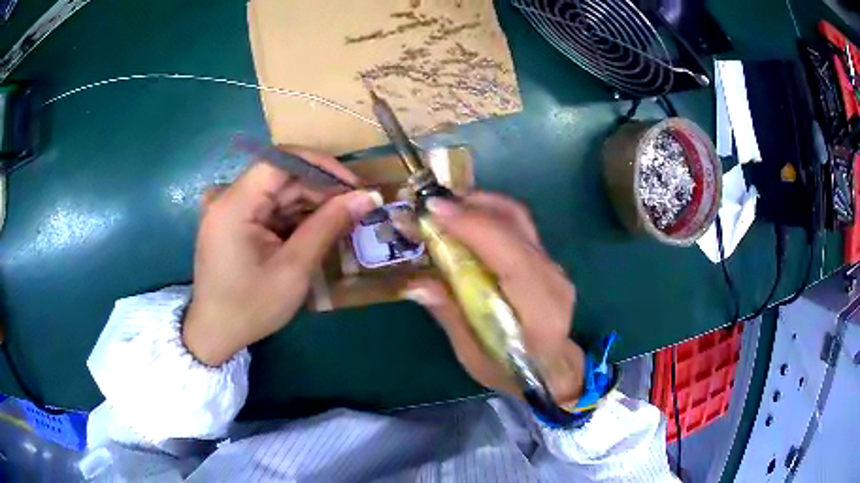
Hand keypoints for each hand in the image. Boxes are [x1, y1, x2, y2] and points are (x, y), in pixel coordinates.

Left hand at [183, 147, 381, 365]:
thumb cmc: (251, 307)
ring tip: (341, 223)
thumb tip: (368, 196)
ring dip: (310, 205)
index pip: (281, 160)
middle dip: (320, 191)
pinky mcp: (231, 219)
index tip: (354, 185)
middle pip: (281, 176)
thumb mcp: (294, 269)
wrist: (215, 333)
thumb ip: (328, 226)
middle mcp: (226, 196)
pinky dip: (293, 217)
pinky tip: (315, 232)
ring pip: (277, 192)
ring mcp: (227, 207)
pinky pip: (268, 207)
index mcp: (233, 203)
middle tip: (355, 210)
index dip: (322, 166)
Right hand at [405, 193, 584, 405]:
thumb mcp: (474, 357)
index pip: (511, 257)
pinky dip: (488, 216)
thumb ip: (451, 316)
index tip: (434, 211)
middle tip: (430, 205)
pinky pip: (517, 226)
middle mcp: (552, 280)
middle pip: (516, 225)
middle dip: (471, 206)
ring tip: (444, 208)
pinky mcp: (546, 260)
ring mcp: (553, 266)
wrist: (553, 369)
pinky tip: (465, 221)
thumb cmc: (512, 372)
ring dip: (479, 205)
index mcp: (540, 312)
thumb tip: (417, 283)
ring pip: (518, 218)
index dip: (474, 227)